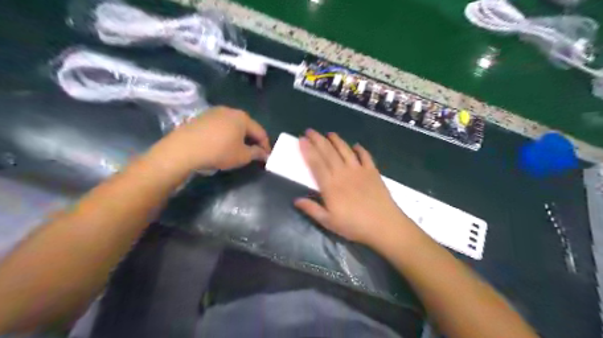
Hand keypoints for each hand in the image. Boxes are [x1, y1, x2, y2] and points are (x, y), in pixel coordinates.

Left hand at [150, 106, 270, 173]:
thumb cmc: (219, 152)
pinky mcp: (201, 117)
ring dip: (238, 137)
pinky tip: (222, 145)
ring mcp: (214, 112)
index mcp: (243, 118)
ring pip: (232, 125)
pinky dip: (225, 135)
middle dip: (252, 140)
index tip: (267, 156)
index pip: (260, 132)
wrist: (184, 149)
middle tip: (254, 153)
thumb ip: (256, 153)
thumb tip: (264, 154)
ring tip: (238, 149)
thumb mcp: (242, 156)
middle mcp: (230, 111)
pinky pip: (220, 126)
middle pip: (246, 126)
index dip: (265, 145)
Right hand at [294, 129, 411, 245]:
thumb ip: (312, 209)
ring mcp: (359, 170)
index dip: (308, 150)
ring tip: (329, 134)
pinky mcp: (373, 171)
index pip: (316, 163)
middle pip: (328, 153)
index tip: (302, 139)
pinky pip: (365, 156)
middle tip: (310, 131)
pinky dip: (360, 149)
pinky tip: (356, 145)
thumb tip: (296, 200)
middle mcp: (343, 173)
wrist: (384, 225)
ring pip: (345, 151)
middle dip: (318, 140)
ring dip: (336, 140)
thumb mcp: (329, 222)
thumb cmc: (354, 226)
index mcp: (330, 185)